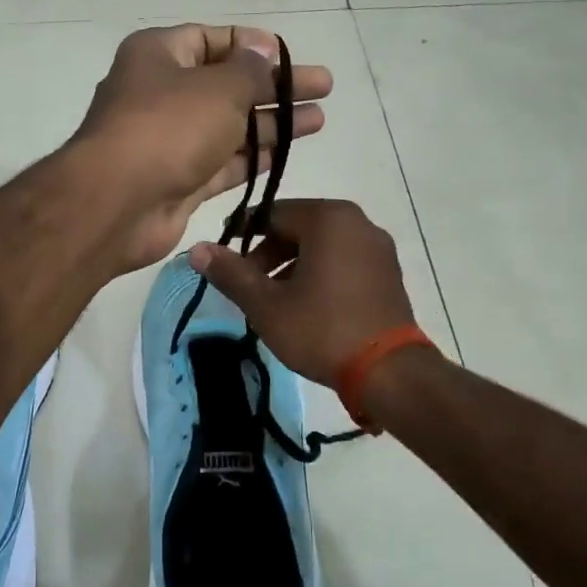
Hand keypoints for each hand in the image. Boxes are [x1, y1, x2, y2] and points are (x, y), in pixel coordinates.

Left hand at [70, 24, 331, 270]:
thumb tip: (261, 51)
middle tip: (323, 87)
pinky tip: (287, 154)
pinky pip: (222, 164)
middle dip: (274, 87)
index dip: (252, 45)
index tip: (290, 57)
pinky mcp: (178, 182)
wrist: (117, 204)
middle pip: (227, 85)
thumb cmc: (168, 128)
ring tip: (318, 120)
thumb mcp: (219, 88)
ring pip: (228, 127)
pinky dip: (252, 158)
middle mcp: (161, 94)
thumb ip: (249, 71)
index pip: (211, 39)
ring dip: (271, 124)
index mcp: (158, 56)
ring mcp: (168, 142)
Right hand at [188, 199, 418, 385]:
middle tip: (247, 285)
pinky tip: (306, 305)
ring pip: (321, 245)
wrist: (389, 372)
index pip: (272, 213)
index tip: (224, 260)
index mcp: (329, 219)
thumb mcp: (266, 304)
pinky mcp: (388, 273)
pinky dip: (319, 273)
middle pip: (298, 227)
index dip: (242, 234)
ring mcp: (378, 248)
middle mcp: (358, 222)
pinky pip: (344, 260)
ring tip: (273, 300)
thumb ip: (231, 273)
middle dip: (267, 253)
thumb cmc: (322, 330)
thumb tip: (197, 249)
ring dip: (292, 265)